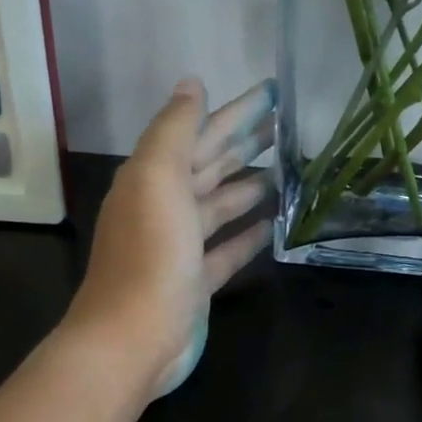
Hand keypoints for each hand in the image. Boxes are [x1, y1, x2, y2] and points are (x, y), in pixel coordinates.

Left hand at [67, 78, 276, 396]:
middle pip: (212, 166)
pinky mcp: (196, 281)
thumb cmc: (149, 254)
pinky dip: (248, 234)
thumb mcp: (158, 178)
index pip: (200, 133)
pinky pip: (227, 249)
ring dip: (250, 186)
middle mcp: (165, 206)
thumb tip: (191, 83)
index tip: (272, 92)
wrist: (132, 338)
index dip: (235, 111)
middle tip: (288, 125)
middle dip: (246, 143)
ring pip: (221, 205)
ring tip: (289, 171)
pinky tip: (274, 223)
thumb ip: (175, 130)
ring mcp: (181, 246)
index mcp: (153, 177)